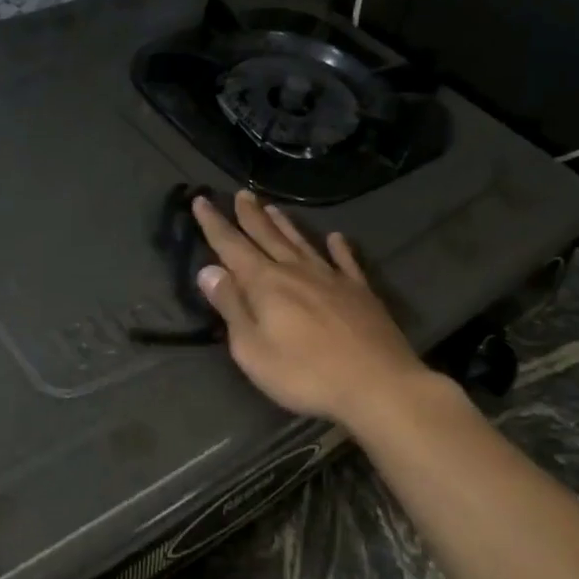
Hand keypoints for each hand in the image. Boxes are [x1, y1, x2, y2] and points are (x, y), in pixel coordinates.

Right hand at [190, 190, 431, 426]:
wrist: (377, 384)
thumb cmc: (304, 374)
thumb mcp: (252, 349)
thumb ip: (231, 307)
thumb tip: (208, 270)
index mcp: (265, 284)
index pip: (232, 246)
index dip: (214, 224)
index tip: (201, 200)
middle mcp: (296, 271)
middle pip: (267, 236)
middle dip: (250, 215)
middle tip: (240, 193)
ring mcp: (331, 279)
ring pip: (301, 243)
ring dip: (284, 225)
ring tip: (272, 207)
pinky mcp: (360, 292)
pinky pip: (346, 261)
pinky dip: (339, 247)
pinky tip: (336, 237)